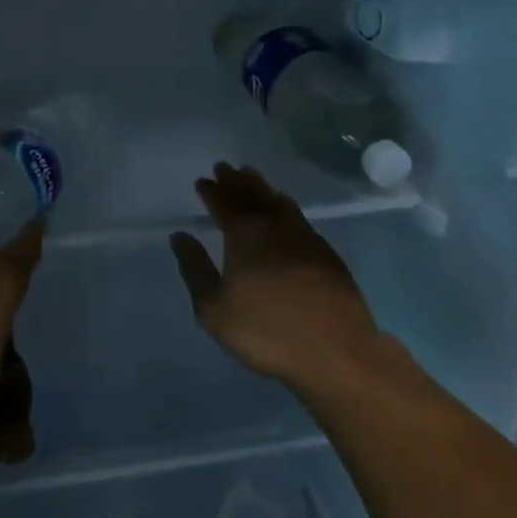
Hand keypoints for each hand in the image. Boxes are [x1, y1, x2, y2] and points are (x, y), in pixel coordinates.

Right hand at [169, 163, 380, 393]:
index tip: (202, 180)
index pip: (224, 203)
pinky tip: (285, 211)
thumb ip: (195, 269)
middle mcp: (275, 226)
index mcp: (245, 235)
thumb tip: (180, 236)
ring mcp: (305, 237)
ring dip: (262, 187)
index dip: (212, 192)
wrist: (336, 350)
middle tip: (225, 167)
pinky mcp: (326, 252)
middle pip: (253, 194)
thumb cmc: (266, 331)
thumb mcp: (214, 309)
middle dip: (236, 180)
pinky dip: (284, 205)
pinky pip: (298, 216)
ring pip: (278, 201)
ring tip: (252, 178)